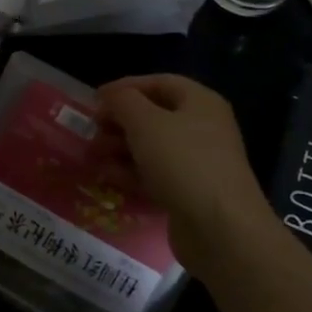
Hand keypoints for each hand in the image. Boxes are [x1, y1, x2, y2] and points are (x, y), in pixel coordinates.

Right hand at [99, 74, 266, 275]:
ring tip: (92, 155)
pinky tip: (107, 177)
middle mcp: (202, 128)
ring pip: (151, 148)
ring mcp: (197, 163)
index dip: (125, 87)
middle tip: (91, 130)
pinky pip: (155, 175)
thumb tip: (111, 95)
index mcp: (200, 102)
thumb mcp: (145, 122)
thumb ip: (123, 101)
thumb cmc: (182, 162)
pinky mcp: (189, 193)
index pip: (159, 82)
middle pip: (154, 116)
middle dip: (119, 122)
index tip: (95, 100)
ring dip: (120, 148)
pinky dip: (131, 173)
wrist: (220, 229)